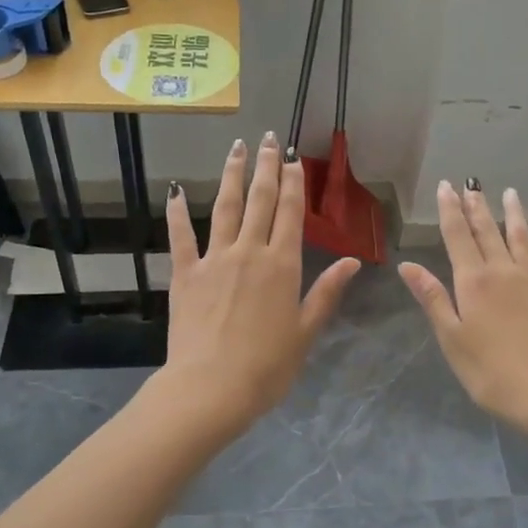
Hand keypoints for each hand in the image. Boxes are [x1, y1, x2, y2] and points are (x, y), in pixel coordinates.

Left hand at [159, 132, 360, 435]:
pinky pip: (181, 237)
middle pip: (260, 200)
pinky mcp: (185, 274)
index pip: (291, 213)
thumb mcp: (306, 332)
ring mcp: (214, 259)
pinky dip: (178, 213)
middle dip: (265, 167)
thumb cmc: (268, 367)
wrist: (212, 388)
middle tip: (268, 138)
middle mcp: (250, 252)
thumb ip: (326, 292)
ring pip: (225, 207)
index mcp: (283, 265)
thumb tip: (352, 261)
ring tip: (236, 148)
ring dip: (231, 175)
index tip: (293, 157)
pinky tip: (176, 191)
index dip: (293, 182)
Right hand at [400, 181, 527, 430]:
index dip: (450, 210)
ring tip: (509, 194)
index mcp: (473, 281)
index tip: (445, 186)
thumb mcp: (450, 336)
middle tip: (471, 184)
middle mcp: (503, 272)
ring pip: (521, 240)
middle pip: (487, 232)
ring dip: (513, 216)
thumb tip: (407, 265)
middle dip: (477, 207)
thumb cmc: (488, 370)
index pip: (457, 236)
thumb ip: (432, 297)